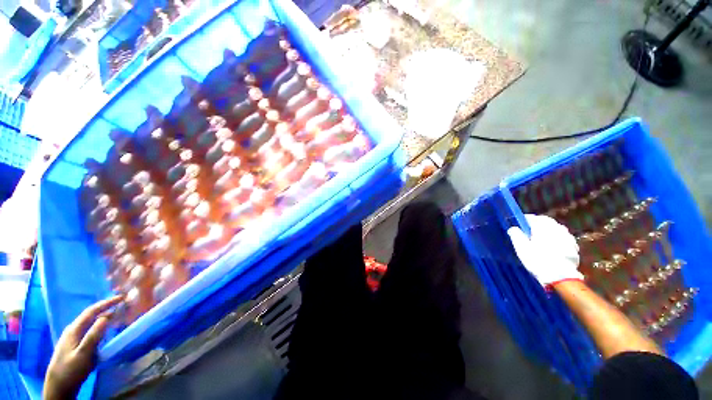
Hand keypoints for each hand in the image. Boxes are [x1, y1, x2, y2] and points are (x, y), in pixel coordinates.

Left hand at [44, 295, 122, 399]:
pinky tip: (105, 330)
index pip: (91, 311)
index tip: (121, 297)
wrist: (58, 386)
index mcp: (74, 329)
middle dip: (106, 308)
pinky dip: (100, 326)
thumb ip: (93, 336)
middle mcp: (73, 329)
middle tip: (122, 305)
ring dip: (103, 317)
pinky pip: (89, 330)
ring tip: (117, 315)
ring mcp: (73, 337)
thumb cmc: (71, 370)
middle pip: (90, 315)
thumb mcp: (83, 354)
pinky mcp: (76, 344)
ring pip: (90, 323)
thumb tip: (106, 317)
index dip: (106, 303)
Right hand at [507, 214, 582, 287]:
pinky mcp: (573, 247)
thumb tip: (513, 228)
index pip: (533, 218)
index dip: (525, 219)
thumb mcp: (521, 248)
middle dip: (538, 223)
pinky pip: (564, 237)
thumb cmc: (537, 260)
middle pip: (547, 221)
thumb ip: (516, 235)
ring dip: (549, 229)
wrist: (560, 277)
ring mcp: (567, 237)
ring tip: (542, 236)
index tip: (519, 222)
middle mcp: (556, 229)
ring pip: (557, 228)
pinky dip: (558, 237)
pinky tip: (554, 245)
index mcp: (543, 227)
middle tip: (530, 229)